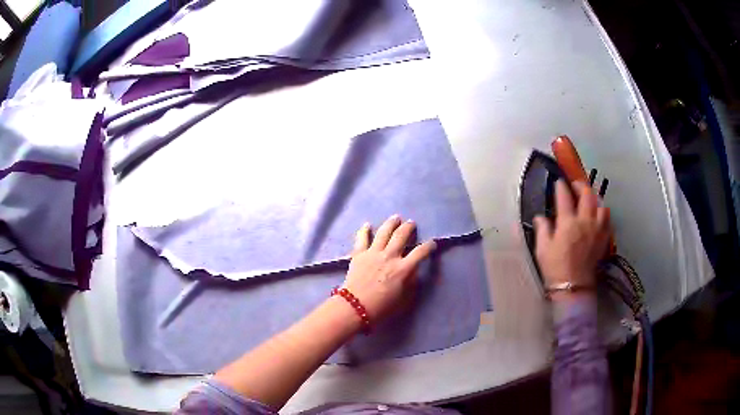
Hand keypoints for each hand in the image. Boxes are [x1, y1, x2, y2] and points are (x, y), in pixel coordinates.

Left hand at [343, 215, 436, 322]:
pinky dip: (364, 230)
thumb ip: (411, 282)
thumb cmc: (382, 307)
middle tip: (411, 223)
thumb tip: (413, 271)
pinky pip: (362, 238)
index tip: (432, 243)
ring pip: (384, 232)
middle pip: (401, 235)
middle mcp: (390, 256)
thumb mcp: (404, 298)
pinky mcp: (359, 254)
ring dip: (391, 223)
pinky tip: (367, 225)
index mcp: (403, 269)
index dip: (429, 246)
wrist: (355, 307)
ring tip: (396, 217)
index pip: (420, 252)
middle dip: (408, 227)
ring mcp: (373, 253)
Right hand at [534, 181, 610, 299]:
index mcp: (567, 223)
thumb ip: (542, 229)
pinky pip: (607, 219)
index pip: (564, 196)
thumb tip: (540, 216)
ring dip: (595, 198)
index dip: (561, 186)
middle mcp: (585, 221)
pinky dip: (603, 212)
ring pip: (601, 204)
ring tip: (590, 199)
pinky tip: (599, 214)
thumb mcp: (542, 249)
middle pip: (587, 194)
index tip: (558, 182)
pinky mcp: (604, 238)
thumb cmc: (555, 268)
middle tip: (575, 185)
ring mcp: (597, 229)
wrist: (573, 287)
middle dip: (580, 185)